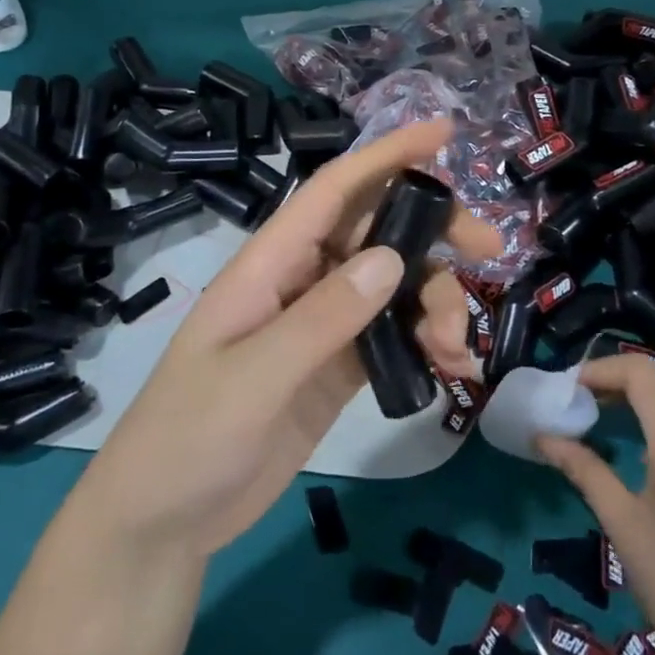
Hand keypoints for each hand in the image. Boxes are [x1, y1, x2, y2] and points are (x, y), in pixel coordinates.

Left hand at [71, 119, 501, 565]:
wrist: (165, 521)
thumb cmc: (188, 437)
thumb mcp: (252, 376)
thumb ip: (323, 317)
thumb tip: (391, 258)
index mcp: (272, 262)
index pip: (335, 191)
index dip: (387, 155)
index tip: (443, 133)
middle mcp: (303, 279)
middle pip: (379, 231)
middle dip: (436, 231)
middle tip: (490, 250)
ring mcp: (325, 323)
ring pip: (397, 285)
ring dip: (436, 302)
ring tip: (456, 349)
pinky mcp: (340, 365)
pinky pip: (396, 335)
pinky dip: (428, 343)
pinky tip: (452, 370)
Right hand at [536, 356, 654, 654]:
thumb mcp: (623, 525)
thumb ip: (584, 470)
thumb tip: (543, 437)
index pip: (640, 373)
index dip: (601, 369)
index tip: (569, 389)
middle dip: (619, 383)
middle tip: (582, 406)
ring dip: (645, 403)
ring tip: (610, 428)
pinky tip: (651, 462)